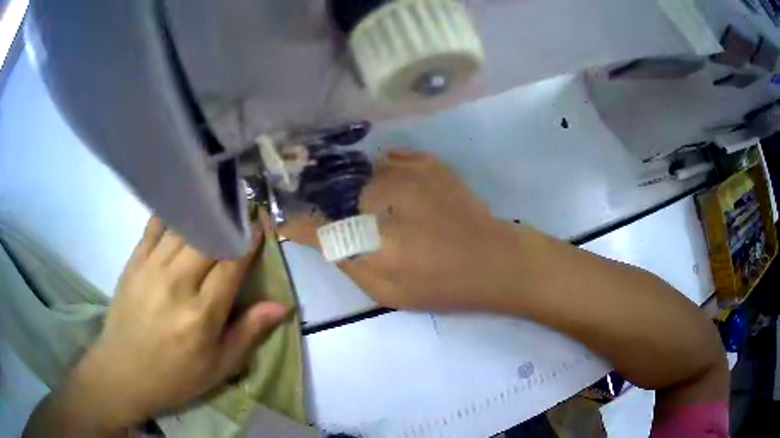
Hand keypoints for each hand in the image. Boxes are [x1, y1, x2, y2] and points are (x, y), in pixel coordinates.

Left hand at [56, 218, 287, 430]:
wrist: (124, 372)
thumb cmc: (176, 376)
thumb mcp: (219, 366)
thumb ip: (249, 332)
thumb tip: (282, 306)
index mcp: (202, 314)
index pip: (231, 263)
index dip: (249, 239)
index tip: (260, 223)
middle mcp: (177, 283)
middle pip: (208, 237)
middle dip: (229, 220)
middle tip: (242, 209)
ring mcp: (151, 268)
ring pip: (183, 227)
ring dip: (204, 212)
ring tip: (217, 202)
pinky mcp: (134, 262)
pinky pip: (155, 226)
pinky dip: (172, 213)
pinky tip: (183, 206)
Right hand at [283, 150, 516, 311]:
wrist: (495, 260)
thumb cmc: (442, 283)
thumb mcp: (387, 290)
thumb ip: (348, 261)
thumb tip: (319, 239)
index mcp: (374, 234)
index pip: (319, 228)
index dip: (298, 225)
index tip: (282, 223)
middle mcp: (385, 193)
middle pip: (346, 198)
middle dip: (350, 215)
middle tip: (375, 233)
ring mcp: (411, 170)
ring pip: (369, 177)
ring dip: (372, 194)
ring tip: (396, 214)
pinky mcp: (430, 163)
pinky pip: (393, 159)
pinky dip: (389, 172)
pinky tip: (403, 191)